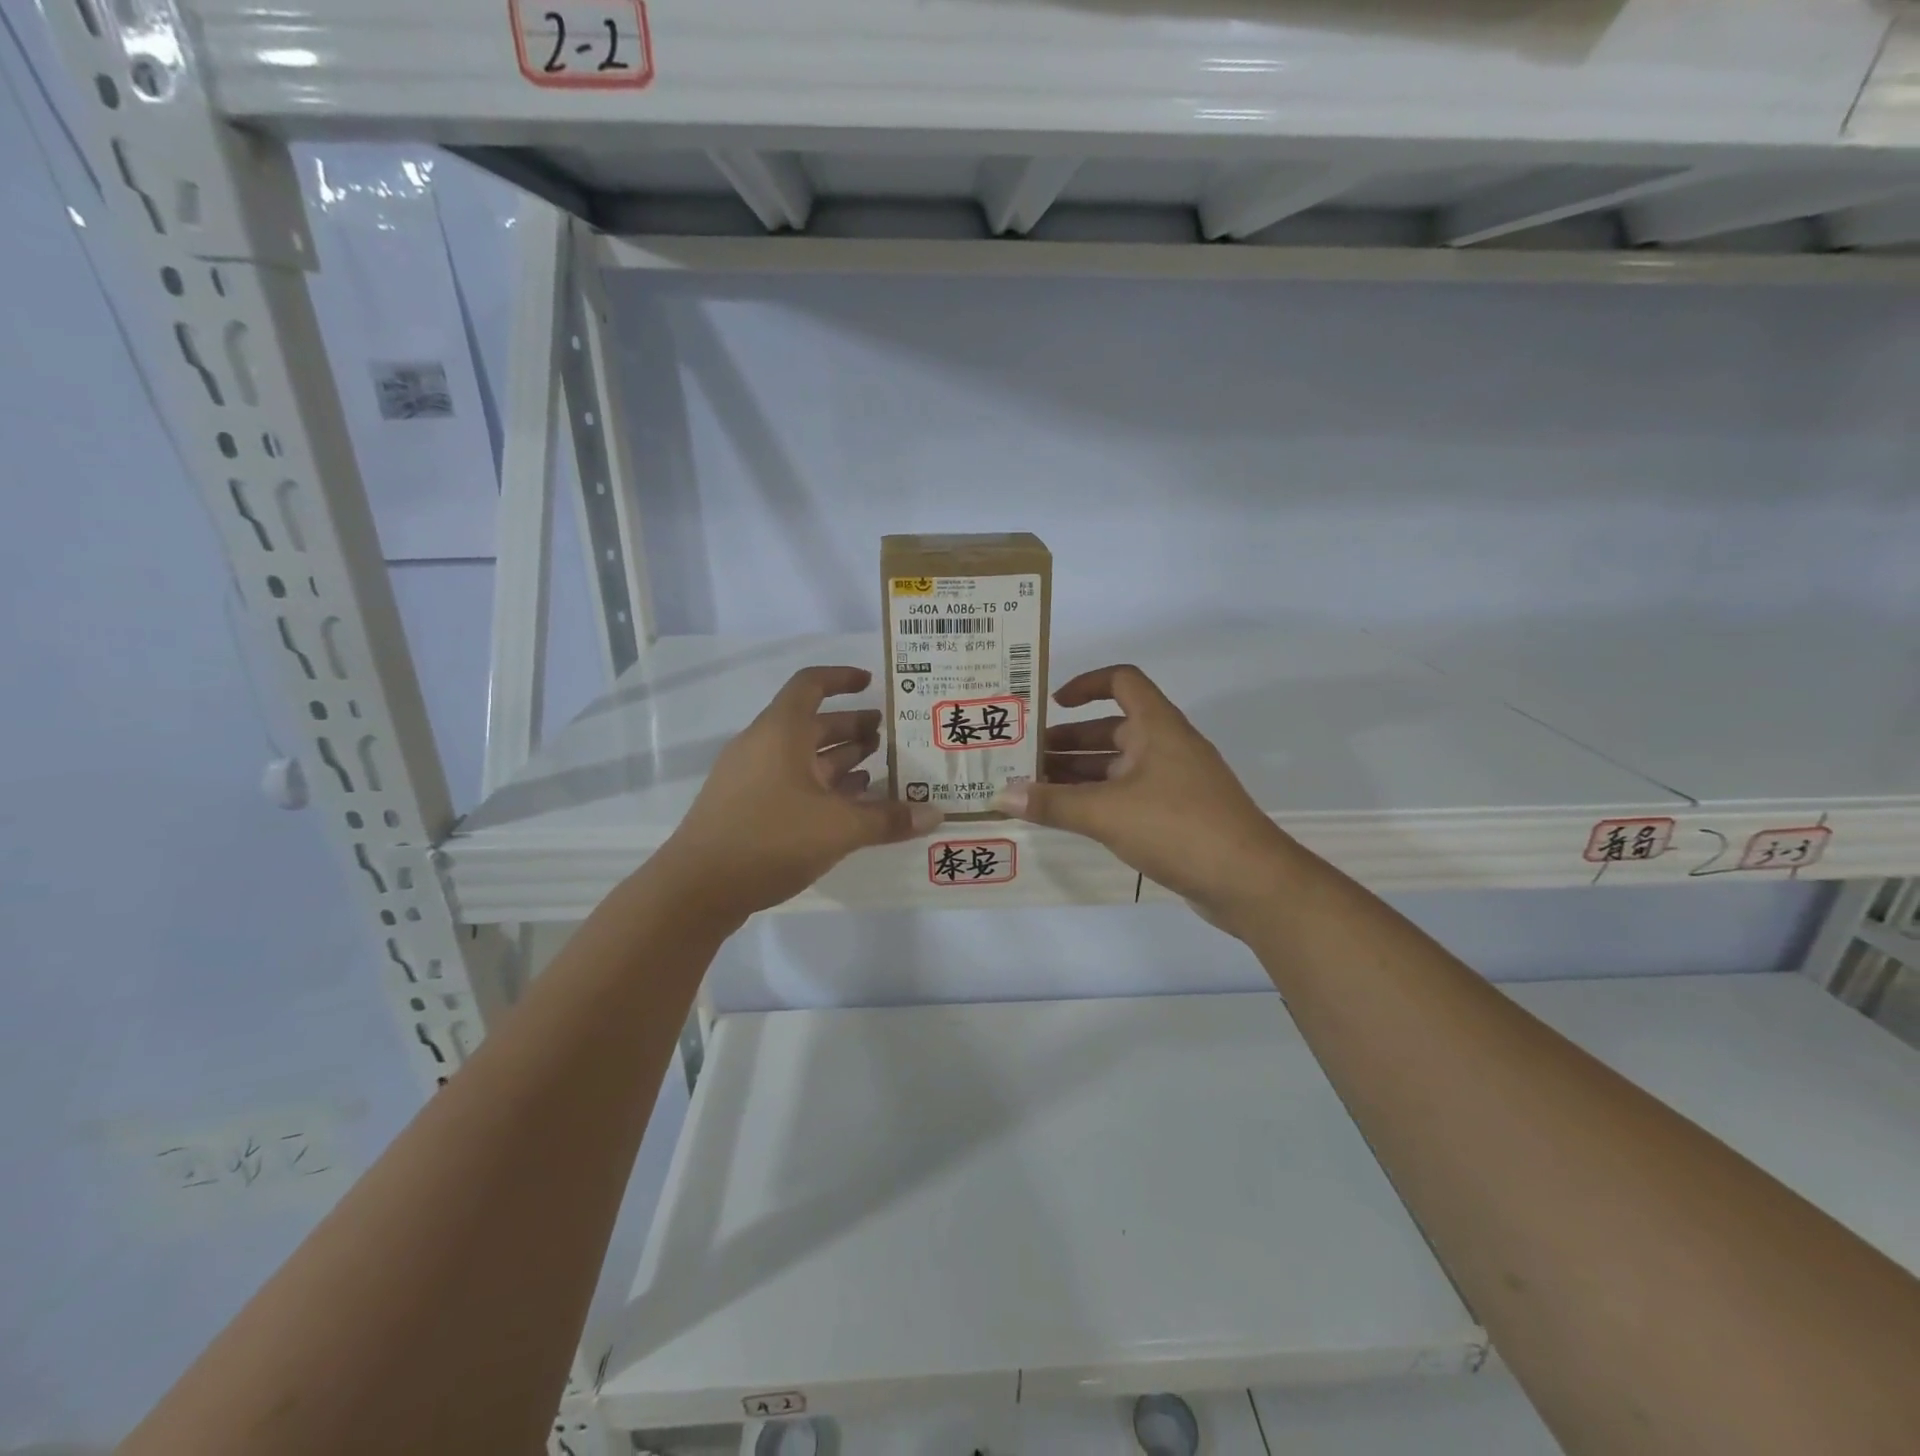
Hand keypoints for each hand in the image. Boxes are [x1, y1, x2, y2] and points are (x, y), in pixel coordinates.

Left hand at [656, 666, 942, 922]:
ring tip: (878, 769)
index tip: (871, 682)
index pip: (811, 684)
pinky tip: (848, 806)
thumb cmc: (770, 838)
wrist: (696, 889)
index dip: (841, 678)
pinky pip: (791, 783)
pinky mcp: (746, 808)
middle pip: (811, 723)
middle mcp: (763, 746)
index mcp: (781, 732)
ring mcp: (751, 778)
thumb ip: (888, 819)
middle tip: (888, 736)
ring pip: (802, 757)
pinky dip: (821, 787)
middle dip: (851, 726)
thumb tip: (936, 813)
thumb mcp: (839, 828)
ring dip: (839, 759)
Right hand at [995, 664, 1296, 931]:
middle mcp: (1166, 746)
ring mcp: (1173, 782)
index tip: (1052, 703)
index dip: (1086, 684)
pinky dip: (1098, 800)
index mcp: (1158, 727)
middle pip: (1111, 728)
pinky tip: (1068, 818)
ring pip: (1117, 766)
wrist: (1249, 881)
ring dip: (1078, 773)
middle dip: (1067, 741)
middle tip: (1024, 758)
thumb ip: (1052, 804)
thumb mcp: (1107, 813)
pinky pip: (1127, 795)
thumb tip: (1000, 796)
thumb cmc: (1178, 828)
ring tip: (1034, 789)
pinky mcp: (1176, 815)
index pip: (1122, 681)